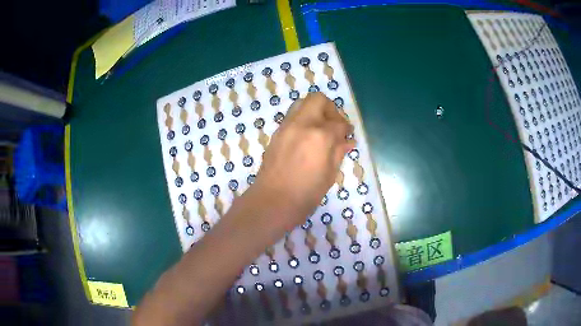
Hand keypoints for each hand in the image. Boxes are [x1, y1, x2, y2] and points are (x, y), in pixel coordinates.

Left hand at [253, 92, 354, 230]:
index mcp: (320, 136)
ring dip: (315, 111)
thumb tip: (348, 142)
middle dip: (331, 109)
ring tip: (321, 129)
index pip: (339, 124)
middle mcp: (302, 124)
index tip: (348, 136)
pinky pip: (292, 116)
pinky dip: (303, 120)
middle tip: (335, 126)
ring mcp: (286, 127)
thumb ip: (339, 153)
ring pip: (302, 104)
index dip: (346, 130)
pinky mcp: (276, 133)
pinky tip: (307, 138)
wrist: (272, 202)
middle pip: (318, 100)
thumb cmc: (305, 194)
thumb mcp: (329, 175)